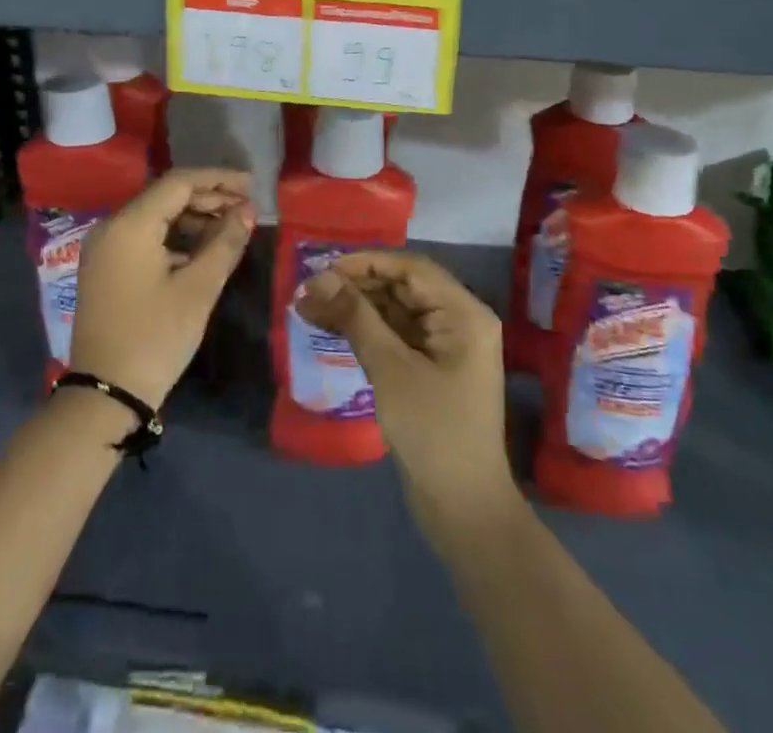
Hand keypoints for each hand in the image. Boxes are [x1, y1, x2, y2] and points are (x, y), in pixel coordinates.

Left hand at [68, 168, 255, 408]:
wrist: (106, 395)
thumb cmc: (156, 337)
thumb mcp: (198, 289)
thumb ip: (225, 243)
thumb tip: (247, 211)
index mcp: (130, 224)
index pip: (178, 183)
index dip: (218, 179)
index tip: (251, 185)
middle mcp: (111, 226)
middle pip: (165, 196)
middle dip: (208, 198)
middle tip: (246, 209)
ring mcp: (104, 248)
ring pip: (155, 217)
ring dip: (193, 218)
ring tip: (231, 228)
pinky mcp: (105, 268)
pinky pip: (144, 237)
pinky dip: (174, 237)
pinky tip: (202, 249)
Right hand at [297, 253, 517, 535]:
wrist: (464, 510)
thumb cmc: (433, 432)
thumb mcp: (390, 368)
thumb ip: (355, 317)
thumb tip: (318, 278)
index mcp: (463, 312)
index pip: (411, 268)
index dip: (366, 263)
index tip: (323, 268)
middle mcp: (459, 320)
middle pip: (402, 287)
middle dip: (355, 287)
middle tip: (309, 291)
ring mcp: (446, 346)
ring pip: (395, 311)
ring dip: (355, 308)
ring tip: (308, 308)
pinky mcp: (431, 368)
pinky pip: (396, 335)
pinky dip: (366, 331)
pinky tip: (331, 328)